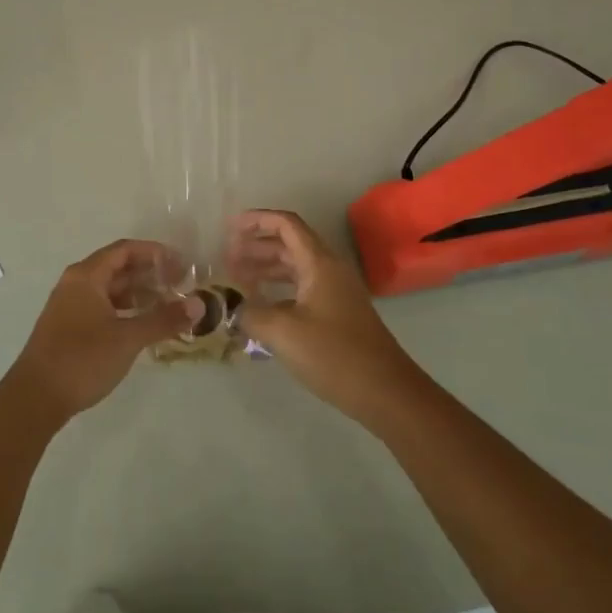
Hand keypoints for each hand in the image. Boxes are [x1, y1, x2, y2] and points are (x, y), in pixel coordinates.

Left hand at [11, 239, 200, 419]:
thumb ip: (163, 320)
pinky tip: (143, 325)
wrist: (35, 397)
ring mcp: (70, 306)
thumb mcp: (128, 338)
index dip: (155, 253)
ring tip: (167, 305)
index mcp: (86, 276)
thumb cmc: (82, 359)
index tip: (181, 264)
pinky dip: (125, 310)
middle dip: (149, 274)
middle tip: (180, 285)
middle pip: (117, 267)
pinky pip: (103, 307)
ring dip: (138, 294)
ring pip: (110, 290)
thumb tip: (199, 305)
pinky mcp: (69, 327)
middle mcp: (76, 284)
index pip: (125, 250)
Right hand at [226, 210, 424, 424]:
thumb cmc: (334, 354)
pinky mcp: (336, 314)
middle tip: (226, 260)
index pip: (286, 224)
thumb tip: (232, 307)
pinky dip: (278, 290)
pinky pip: (301, 289)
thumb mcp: (283, 332)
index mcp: (319, 263)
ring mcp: (335, 292)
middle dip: (256, 247)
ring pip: (294, 268)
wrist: (385, 392)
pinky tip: (260, 307)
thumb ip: (251, 313)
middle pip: (289, 244)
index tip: (229, 228)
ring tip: (237, 280)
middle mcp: (329, 270)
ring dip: (265, 269)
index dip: (256, 220)